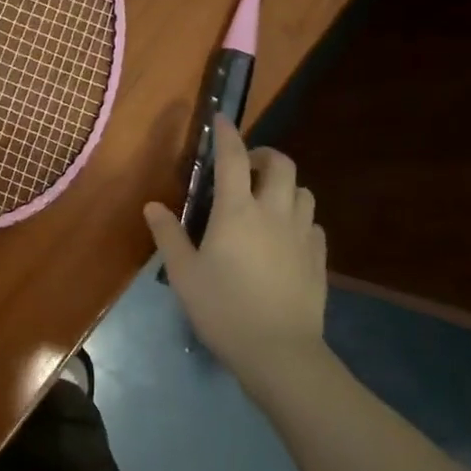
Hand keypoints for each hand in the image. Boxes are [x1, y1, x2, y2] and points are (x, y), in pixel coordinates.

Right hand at [146, 115, 327, 395]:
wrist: (279, 352)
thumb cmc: (223, 310)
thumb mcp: (184, 274)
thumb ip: (168, 235)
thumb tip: (153, 206)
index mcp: (237, 211)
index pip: (232, 158)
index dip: (226, 134)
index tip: (221, 118)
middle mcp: (273, 212)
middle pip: (280, 164)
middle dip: (263, 154)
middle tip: (245, 166)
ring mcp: (301, 233)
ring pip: (302, 190)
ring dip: (284, 184)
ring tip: (265, 199)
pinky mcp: (318, 256)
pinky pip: (311, 222)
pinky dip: (297, 216)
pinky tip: (284, 235)